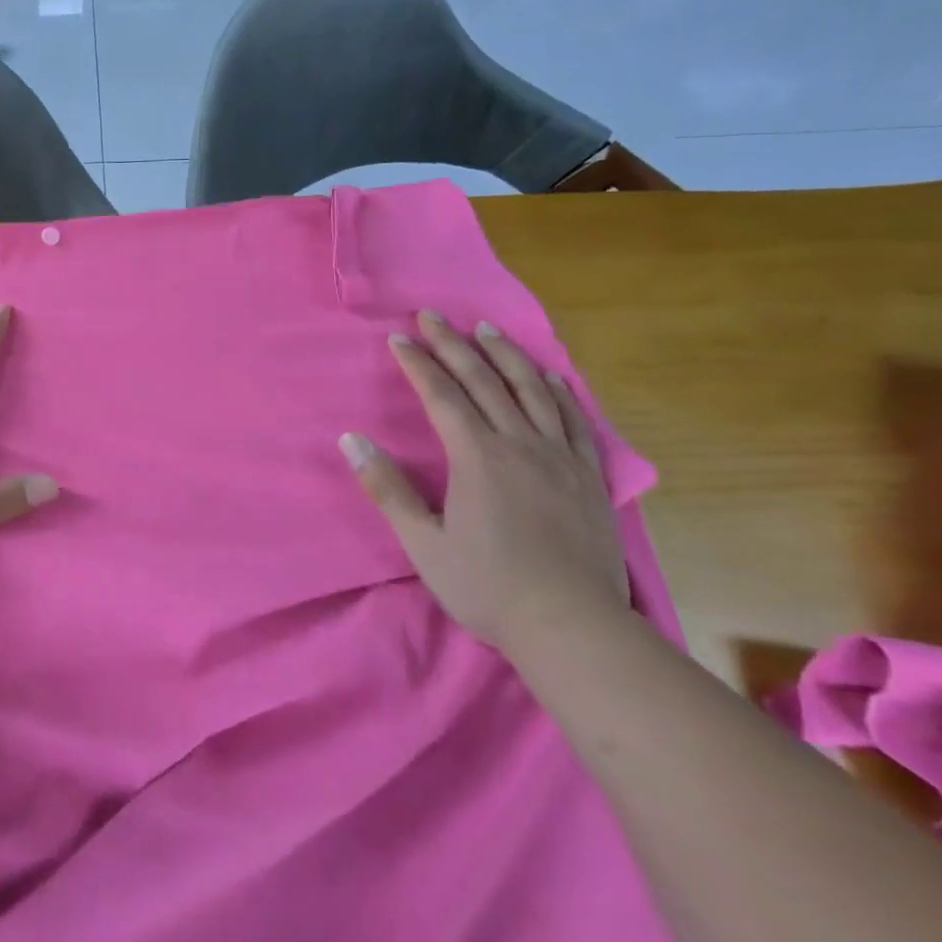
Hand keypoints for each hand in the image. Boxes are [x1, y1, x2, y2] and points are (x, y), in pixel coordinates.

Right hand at [339, 312, 628, 651]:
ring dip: (506, 355)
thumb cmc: (488, 587)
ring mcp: (561, 457)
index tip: (399, 338)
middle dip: (454, 344)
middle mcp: (520, 444)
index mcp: (477, 457)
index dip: (418, 363)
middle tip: (433, 315)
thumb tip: (351, 440)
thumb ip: (387, 488)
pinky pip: (575, 420)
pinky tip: (551, 376)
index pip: (442, 395)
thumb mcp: (424, 543)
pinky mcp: (590, 476)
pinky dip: (559, 390)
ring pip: (532, 390)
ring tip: (487, 330)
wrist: (573, 627)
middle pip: (484, 381)